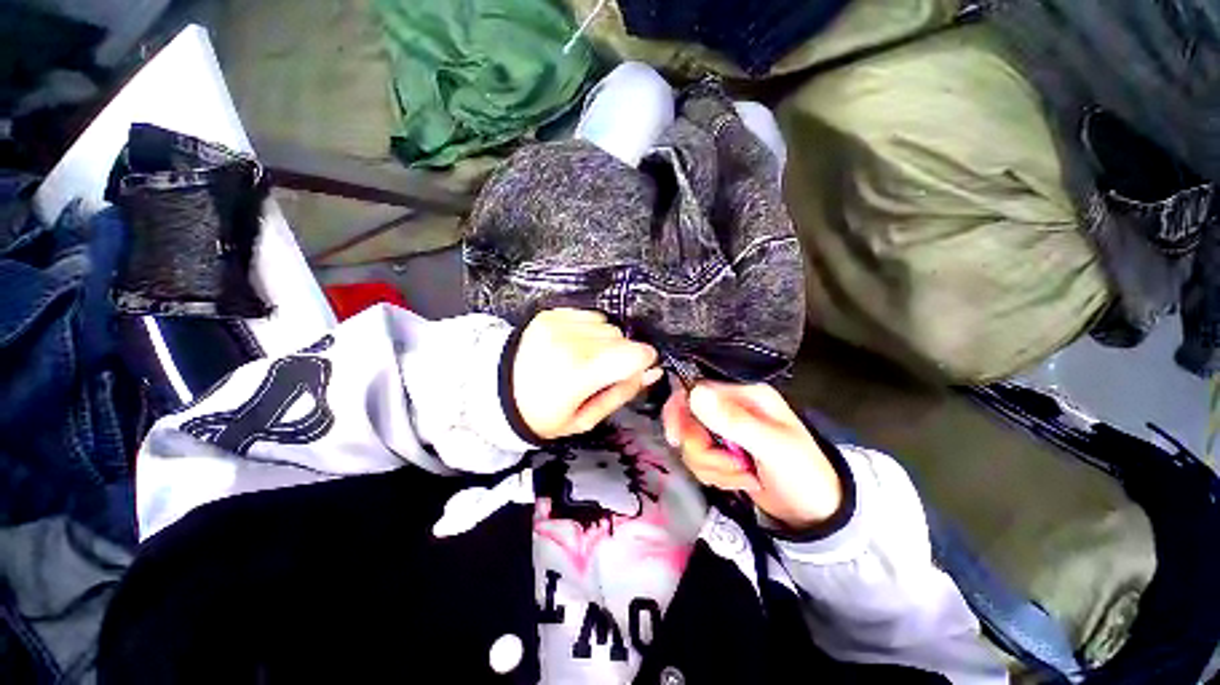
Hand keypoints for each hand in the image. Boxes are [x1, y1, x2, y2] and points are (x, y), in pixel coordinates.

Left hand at [513, 309, 660, 440]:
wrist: (496, 390)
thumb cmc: (543, 414)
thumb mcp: (584, 419)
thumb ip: (622, 393)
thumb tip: (653, 371)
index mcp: (580, 372)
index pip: (636, 354)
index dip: (643, 362)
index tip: (634, 371)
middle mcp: (572, 341)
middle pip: (622, 337)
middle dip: (621, 354)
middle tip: (600, 373)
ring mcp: (560, 323)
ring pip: (607, 325)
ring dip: (605, 341)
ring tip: (584, 358)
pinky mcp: (552, 313)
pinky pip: (589, 315)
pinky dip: (589, 330)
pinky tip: (574, 345)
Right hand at [662, 381, 841, 530]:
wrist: (816, 514)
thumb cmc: (803, 474)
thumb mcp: (772, 447)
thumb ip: (733, 421)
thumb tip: (694, 393)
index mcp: (745, 396)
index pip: (696, 390)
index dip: (681, 411)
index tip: (677, 439)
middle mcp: (731, 409)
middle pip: (689, 420)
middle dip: (703, 450)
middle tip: (728, 467)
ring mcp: (725, 432)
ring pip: (692, 443)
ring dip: (712, 467)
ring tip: (743, 477)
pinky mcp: (721, 452)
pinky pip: (698, 460)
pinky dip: (715, 475)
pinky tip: (740, 481)